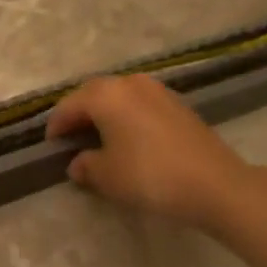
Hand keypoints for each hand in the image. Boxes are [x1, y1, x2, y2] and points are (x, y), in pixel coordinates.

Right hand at [46, 73, 259, 231]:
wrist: (215, 184)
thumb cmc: (150, 176)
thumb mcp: (107, 176)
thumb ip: (85, 166)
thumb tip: (78, 163)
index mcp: (106, 95)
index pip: (69, 106)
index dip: (56, 126)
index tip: (50, 146)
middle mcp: (129, 83)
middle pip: (94, 94)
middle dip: (79, 114)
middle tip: (71, 139)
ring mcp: (157, 90)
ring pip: (119, 96)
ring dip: (104, 114)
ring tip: (99, 139)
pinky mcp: (177, 103)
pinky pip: (139, 104)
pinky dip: (127, 117)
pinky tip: (129, 139)